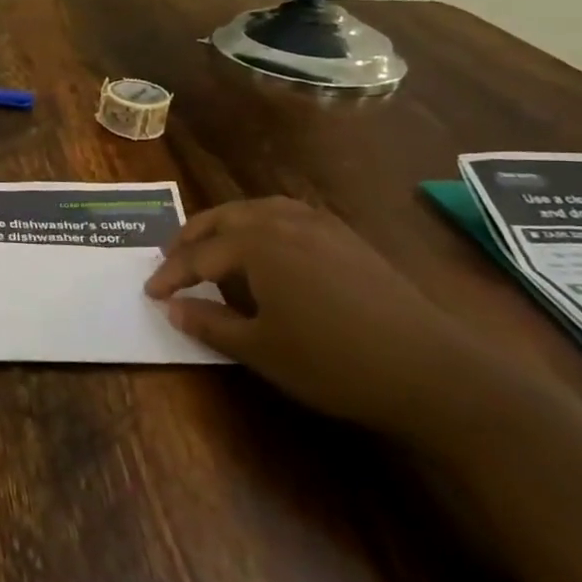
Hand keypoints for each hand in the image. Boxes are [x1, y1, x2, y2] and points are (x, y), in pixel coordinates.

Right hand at [144, 198, 502, 442]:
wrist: (431, 371)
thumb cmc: (332, 362)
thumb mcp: (260, 349)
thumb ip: (209, 323)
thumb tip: (172, 306)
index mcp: (256, 244)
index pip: (199, 255)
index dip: (171, 274)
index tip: (149, 291)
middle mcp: (284, 222)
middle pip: (225, 219)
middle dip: (192, 237)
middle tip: (171, 258)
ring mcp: (321, 226)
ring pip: (258, 210)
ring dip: (226, 225)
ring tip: (212, 245)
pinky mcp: (348, 239)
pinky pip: (289, 216)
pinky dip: (261, 224)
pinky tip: (267, 247)